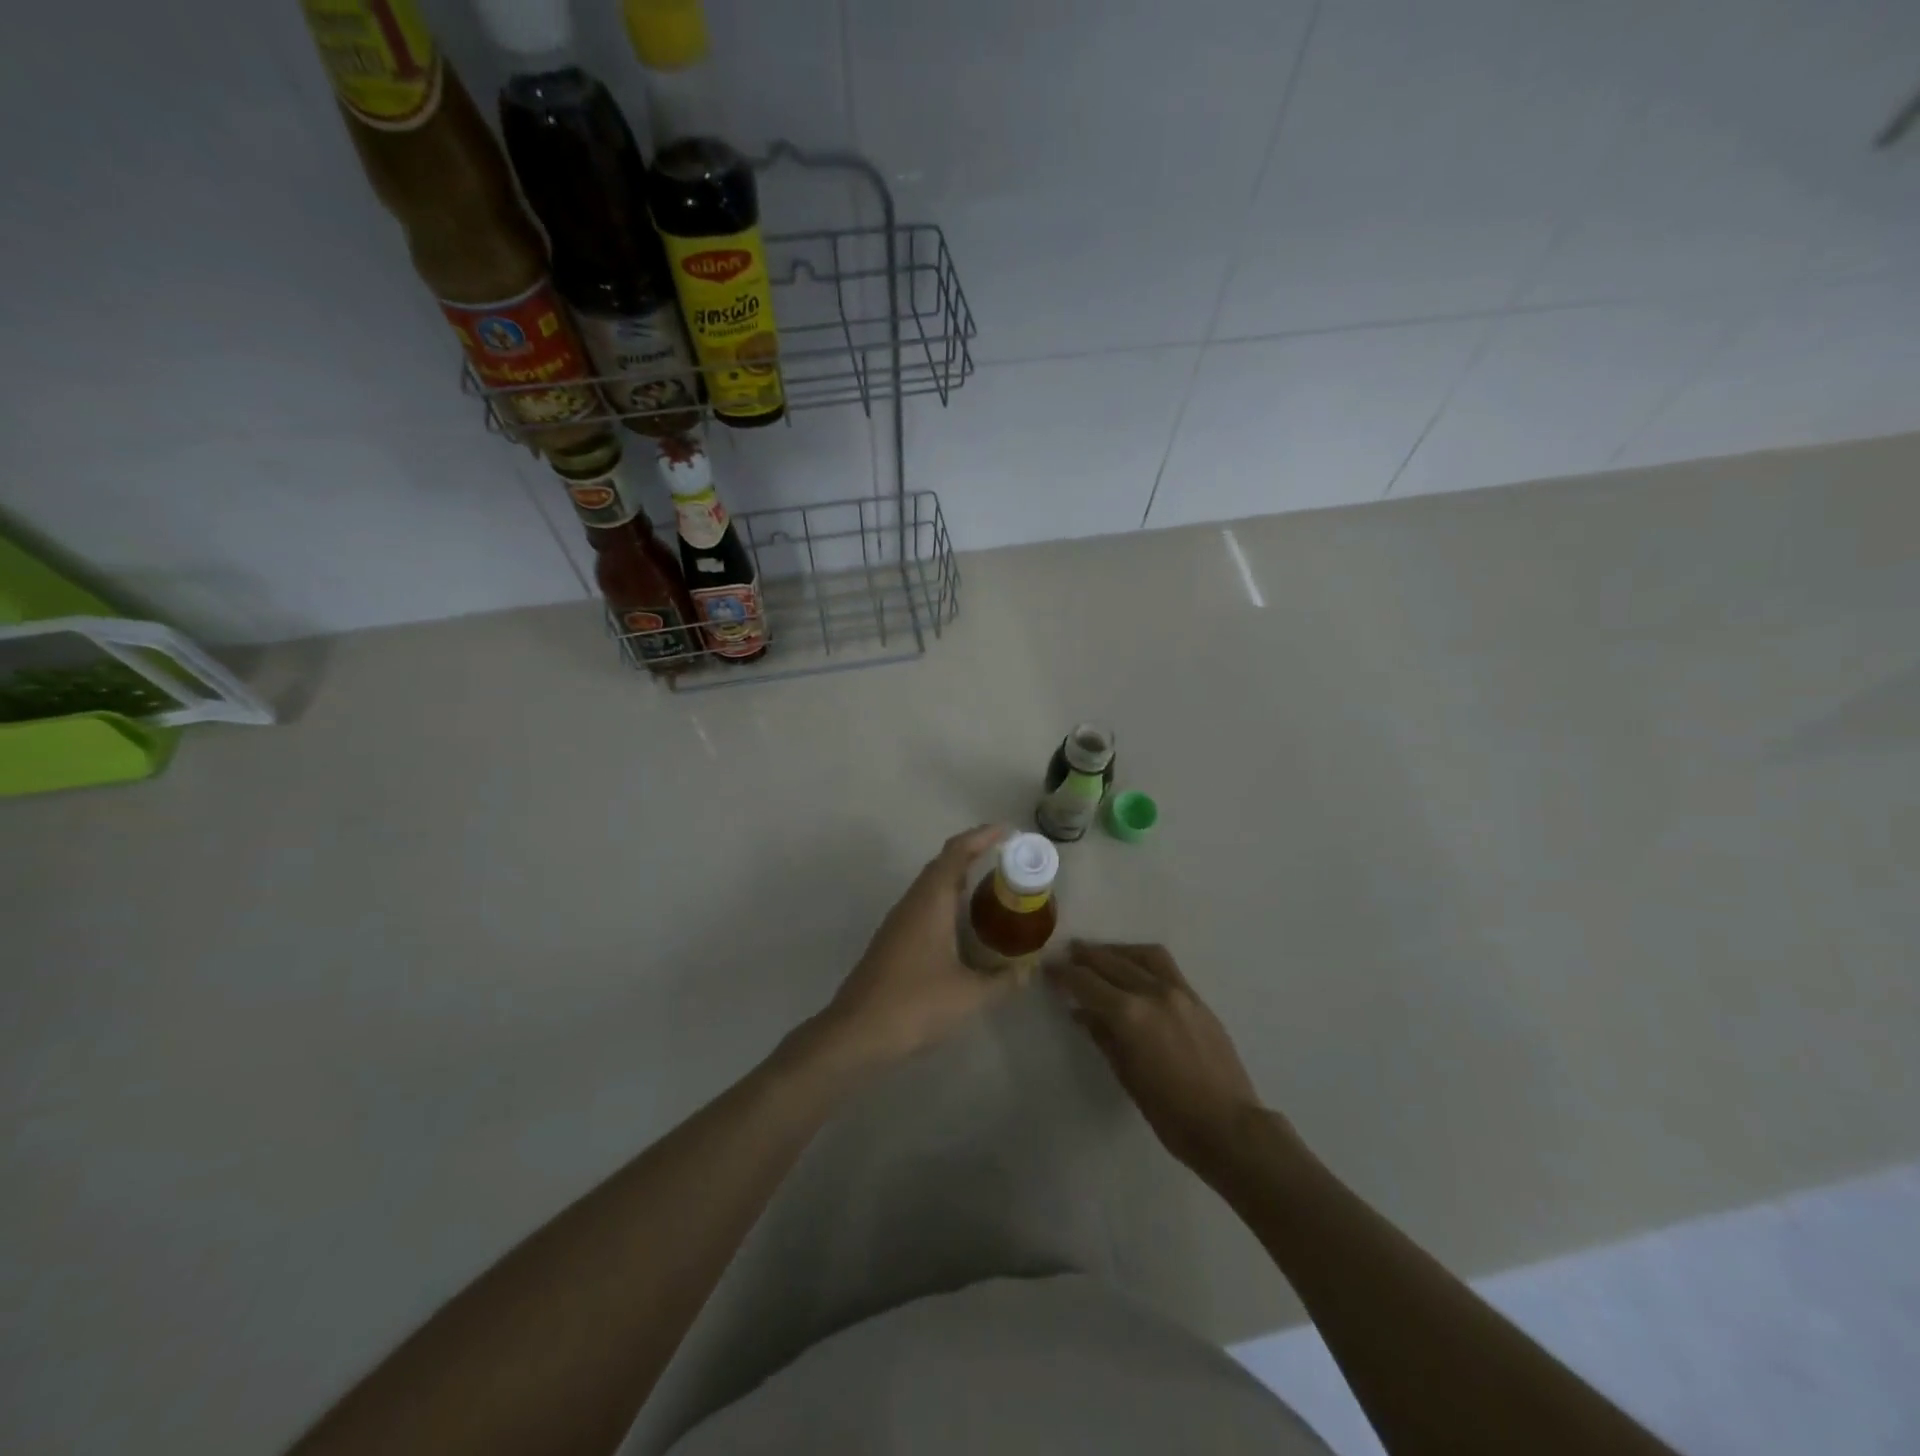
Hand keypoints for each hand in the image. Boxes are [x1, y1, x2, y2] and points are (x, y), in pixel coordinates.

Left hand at [822, 825, 1014, 1063]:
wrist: (856, 1034)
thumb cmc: (915, 1005)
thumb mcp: (970, 996)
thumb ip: (1003, 981)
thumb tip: (1028, 971)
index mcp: (930, 902)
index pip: (956, 853)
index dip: (981, 836)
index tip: (1006, 831)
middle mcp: (912, 904)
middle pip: (942, 865)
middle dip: (973, 855)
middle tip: (1006, 860)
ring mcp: (898, 922)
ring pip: (931, 886)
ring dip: (959, 879)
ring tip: (991, 889)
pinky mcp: (892, 942)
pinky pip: (924, 906)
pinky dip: (947, 903)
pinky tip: (963, 926)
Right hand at [1048, 941, 1270, 1173]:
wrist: (1229, 1126)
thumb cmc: (1170, 1113)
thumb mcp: (1127, 1076)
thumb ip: (1103, 1036)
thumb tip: (1081, 1012)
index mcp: (1130, 1015)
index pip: (1087, 983)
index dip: (1064, 974)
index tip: (1049, 969)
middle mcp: (1153, 993)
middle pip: (1111, 962)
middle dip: (1086, 956)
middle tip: (1067, 954)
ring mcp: (1179, 992)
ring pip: (1142, 955)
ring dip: (1116, 951)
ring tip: (1101, 955)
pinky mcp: (1197, 999)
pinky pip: (1165, 966)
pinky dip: (1142, 959)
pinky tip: (1134, 968)